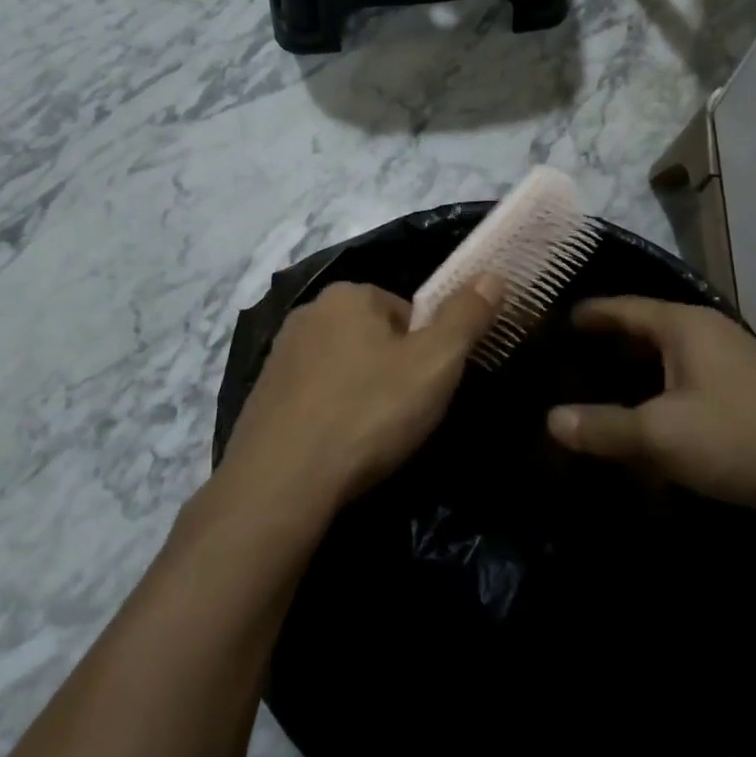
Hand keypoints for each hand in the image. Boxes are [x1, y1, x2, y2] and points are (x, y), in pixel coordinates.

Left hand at [219, 277, 503, 520]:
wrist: (281, 481)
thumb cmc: (368, 413)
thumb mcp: (435, 363)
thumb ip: (466, 316)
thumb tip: (493, 274)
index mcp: (348, 294)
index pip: (407, 312)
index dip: (426, 352)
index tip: (427, 390)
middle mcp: (308, 312)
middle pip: (373, 336)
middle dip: (392, 370)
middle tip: (403, 416)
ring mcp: (279, 354)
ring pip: (342, 366)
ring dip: (360, 392)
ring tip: (370, 437)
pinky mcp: (262, 394)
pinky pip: (312, 395)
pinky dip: (329, 413)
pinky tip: (336, 446)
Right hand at [545, 297, 755, 535]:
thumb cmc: (742, 437)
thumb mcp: (661, 434)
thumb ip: (603, 427)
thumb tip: (551, 420)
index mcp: (685, 326)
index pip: (621, 308)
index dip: (587, 314)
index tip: (553, 322)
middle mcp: (710, 336)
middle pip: (646, 332)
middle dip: (608, 348)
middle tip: (567, 363)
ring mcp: (735, 368)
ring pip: (670, 364)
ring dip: (637, 378)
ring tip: (600, 393)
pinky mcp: (751, 401)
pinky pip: (691, 390)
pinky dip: (663, 401)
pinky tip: (649, 427)